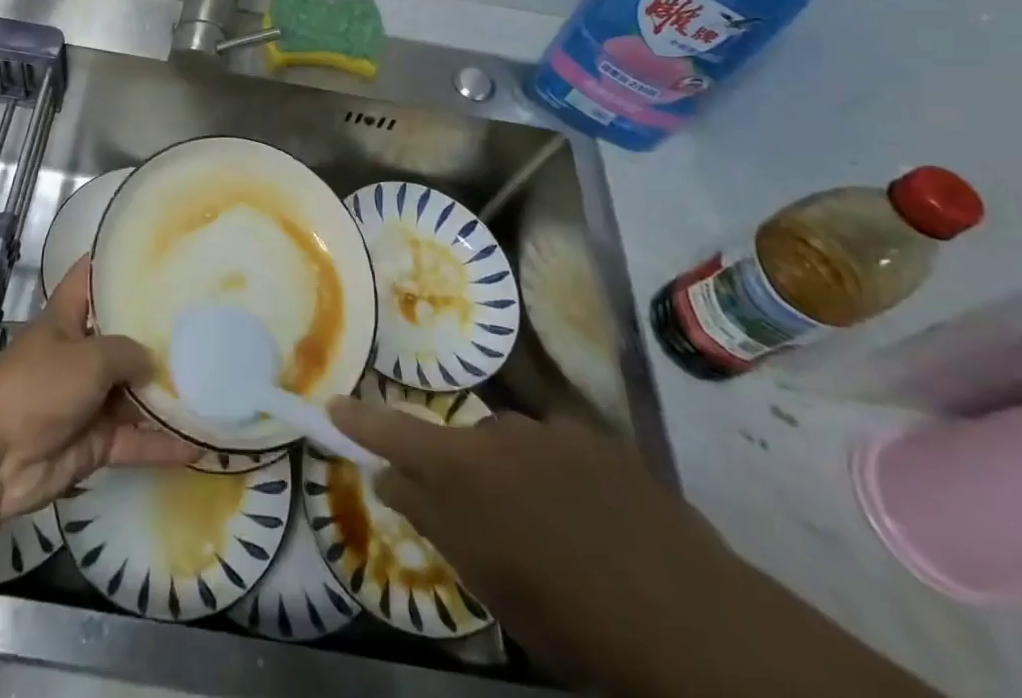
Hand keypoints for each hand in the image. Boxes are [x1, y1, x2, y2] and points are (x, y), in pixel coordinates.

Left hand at [0, 258, 196, 522]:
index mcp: (68, 318)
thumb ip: (127, 353)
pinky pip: (135, 439)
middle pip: (123, 337)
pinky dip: (162, 444)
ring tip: (214, 380)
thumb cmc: (37, 387)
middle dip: (157, 333)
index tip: (157, 253)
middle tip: (205, 319)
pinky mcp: (94, 441)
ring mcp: (88, 399)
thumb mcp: (88, 357)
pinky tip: (200, 443)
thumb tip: (154, 362)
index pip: (91, 277)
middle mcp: (80, 353)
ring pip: (134, 391)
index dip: (117, 263)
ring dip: (166, 392)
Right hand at [330, 399, 733, 688]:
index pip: (394, 432)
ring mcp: (552, 429)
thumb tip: (389, 476)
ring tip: (548, 531)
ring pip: (510, 445)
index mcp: (464, 469)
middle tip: (484, 526)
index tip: (332, 403)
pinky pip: (555, 448)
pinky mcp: (598, 437)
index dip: (360, 418)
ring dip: (511, 476)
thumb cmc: (570, 615)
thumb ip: (431, 518)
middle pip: (459, 443)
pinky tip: (588, 519)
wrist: (689, 618)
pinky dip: (554, 475)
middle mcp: (500, 431)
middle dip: (458, 473)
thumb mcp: (488, 580)